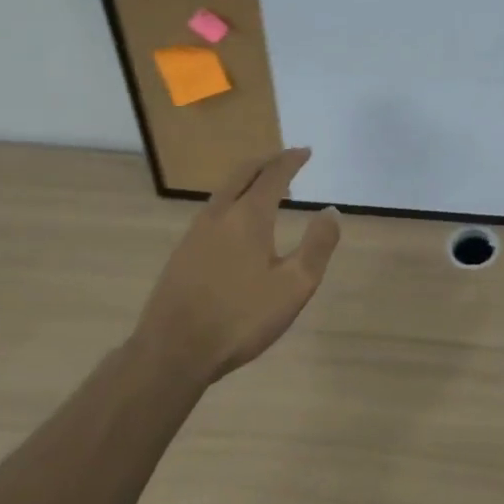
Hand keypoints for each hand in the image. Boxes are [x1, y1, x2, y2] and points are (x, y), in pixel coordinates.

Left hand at [136, 148, 342, 380]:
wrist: (173, 352)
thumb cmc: (241, 317)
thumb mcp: (294, 285)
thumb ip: (317, 246)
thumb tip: (330, 211)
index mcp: (248, 217)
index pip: (272, 175)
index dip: (291, 160)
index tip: (305, 152)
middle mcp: (219, 215)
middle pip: (242, 175)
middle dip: (266, 163)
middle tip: (285, 160)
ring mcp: (195, 233)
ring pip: (224, 192)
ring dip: (247, 181)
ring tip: (266, 189)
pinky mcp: (182, 254)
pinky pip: (213, 211)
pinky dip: (233, 201)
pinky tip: (238, 224)